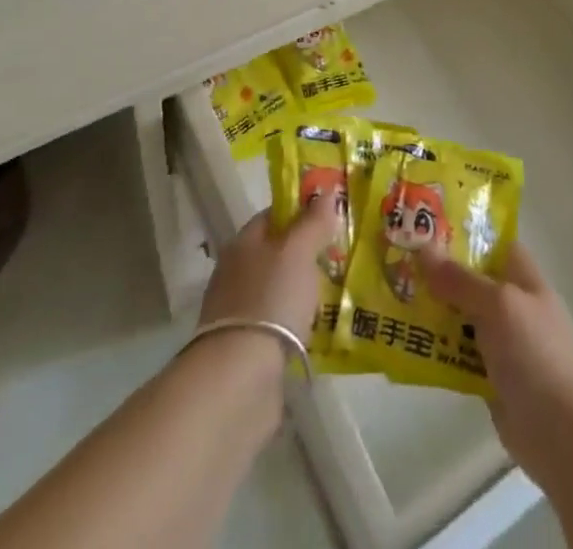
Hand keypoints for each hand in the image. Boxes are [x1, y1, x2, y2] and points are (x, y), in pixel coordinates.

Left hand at [199, 194, 340, 345]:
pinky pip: (277, 325)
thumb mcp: (297, 252)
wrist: (239, 378)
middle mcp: (235, 273)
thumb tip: (325, 193)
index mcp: (242, 244)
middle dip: (303, 255)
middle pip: (274, 254)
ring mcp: (237, 313)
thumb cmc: (270, 299)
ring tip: (333, 296)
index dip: (300, 212)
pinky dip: (294, 324)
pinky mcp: (245, 349)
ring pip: (276, 290)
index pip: (272, 216)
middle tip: (338, 258)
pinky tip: (316, 331)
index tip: (329, 217)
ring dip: (299, 292)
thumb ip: (312, 222)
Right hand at [419, 242, 572, 494]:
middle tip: (395, 258)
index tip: (422, 224)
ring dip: (430, 309)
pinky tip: (404, 339)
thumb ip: (460, 279)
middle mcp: (511, 303)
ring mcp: (501, 341)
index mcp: (522, 276)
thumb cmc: (537, 354)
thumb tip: (423, 248)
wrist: (565, 436)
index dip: (460, 230)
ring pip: (458, 315)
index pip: (490, 241)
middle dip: (436, 270)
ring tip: (390, 295)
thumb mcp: (499, 305)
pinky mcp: (489, 376)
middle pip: (469, 278)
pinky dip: (434, 346)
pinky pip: (456, 352)